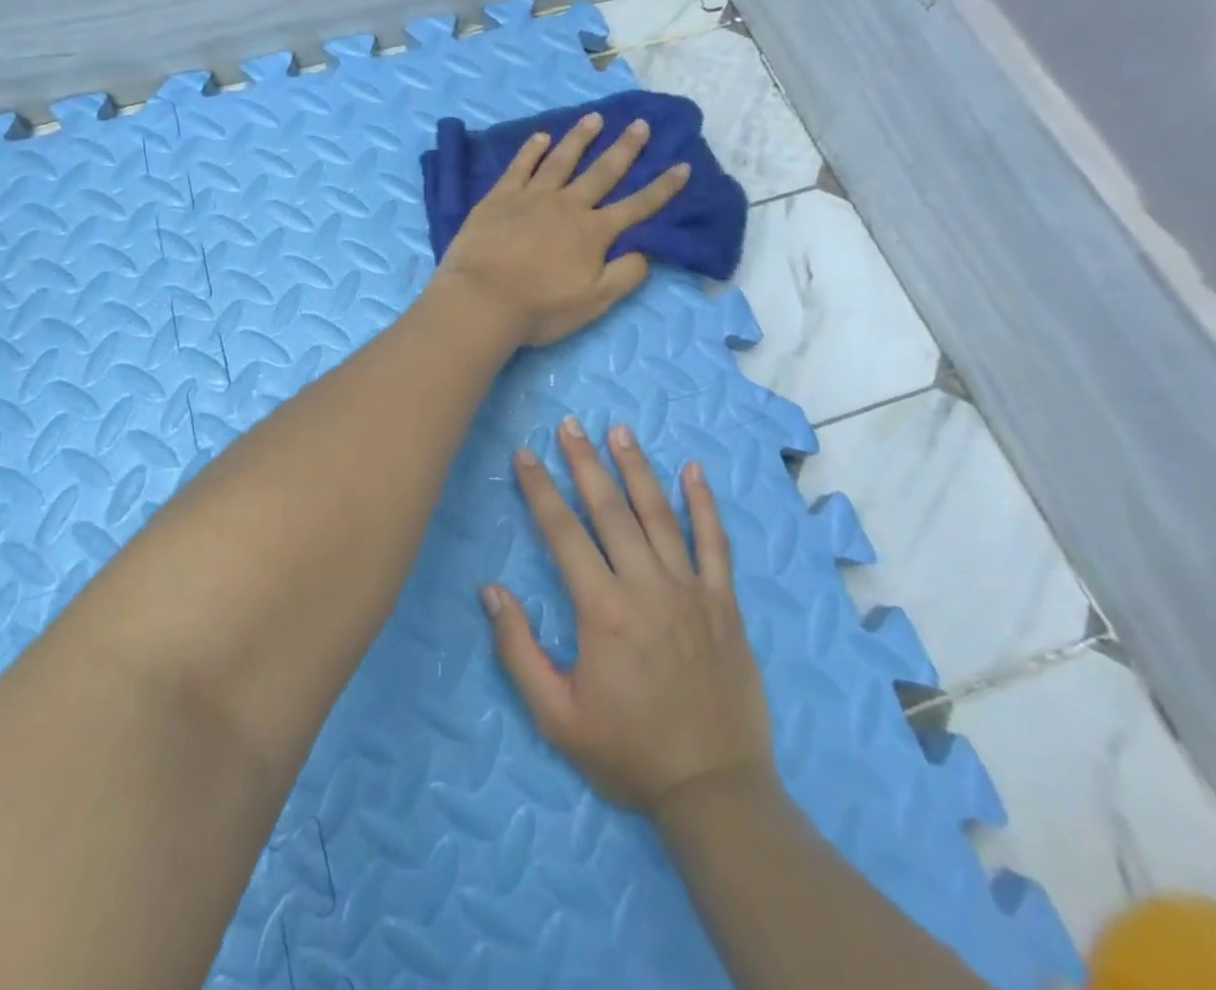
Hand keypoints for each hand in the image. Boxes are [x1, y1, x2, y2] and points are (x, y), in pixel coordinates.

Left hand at [433, 113, 689, 347]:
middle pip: (602, 172)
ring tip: (594, 118)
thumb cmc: (540, 308)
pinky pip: (520, 166)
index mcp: (593, 232)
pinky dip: (532, 150)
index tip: (682, 165)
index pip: (637, 206)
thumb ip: (625, 275)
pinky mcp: (499, 198)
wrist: (481, 300)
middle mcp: (567, 206)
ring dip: (580, 138)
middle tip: (641, 123)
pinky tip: (541, 137)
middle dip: (625, 148)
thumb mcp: (594, 302)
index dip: (662, 188)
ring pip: (562, 160)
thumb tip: (647, 251)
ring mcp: (531, 197)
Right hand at [482, 419, 775, 818]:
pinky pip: (715, 543)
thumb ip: (518, 650)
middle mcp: (646, 586)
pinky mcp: (724, 603)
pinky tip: (694, 471)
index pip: (563, 533)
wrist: (714, 790)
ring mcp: (690, 590)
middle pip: (610, 510)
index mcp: (602, 609)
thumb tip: (491, 590)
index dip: (541, 490)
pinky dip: (704, 504)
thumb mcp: (556, 715)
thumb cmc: (628, 752)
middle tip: (569, 424)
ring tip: (619, 431)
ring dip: (636, 468)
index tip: (526, 455)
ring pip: (659, 514)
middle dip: (585, 463)